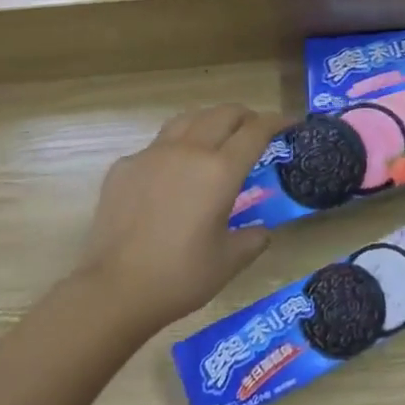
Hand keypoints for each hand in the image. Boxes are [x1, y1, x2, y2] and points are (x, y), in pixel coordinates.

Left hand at [80, 104, 281, 331]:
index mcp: (220, 171)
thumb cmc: (180, 277)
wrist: (114, 290)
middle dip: (246, 116)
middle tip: (255, 129)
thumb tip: (261, 232)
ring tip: (216, 135)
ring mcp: (152, 154)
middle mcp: (189, 151)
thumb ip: (252, 240)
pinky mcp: (125, 166)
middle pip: (223, 114)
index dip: (277, 121)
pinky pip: (156, 145)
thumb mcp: (229, 262)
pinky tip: (172, 172)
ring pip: (188, 119)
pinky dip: (174, 148)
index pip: (256, 131)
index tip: (290, 123)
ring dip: (210, 121)